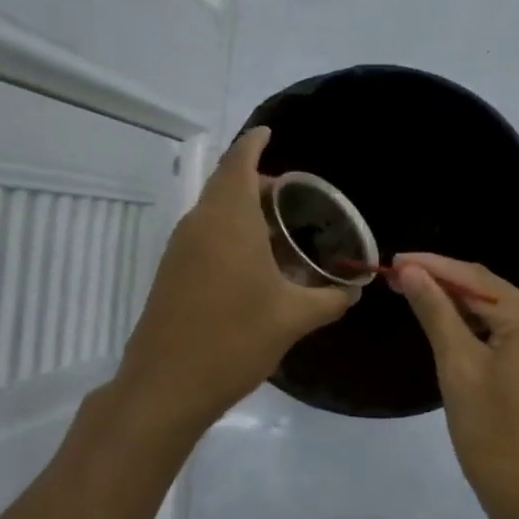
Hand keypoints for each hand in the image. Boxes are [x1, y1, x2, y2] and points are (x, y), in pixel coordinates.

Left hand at [117, 128, 353, 426]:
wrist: (166, 386)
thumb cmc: (234, 340)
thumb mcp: (293, 318)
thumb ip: (329, 299)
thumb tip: (353, 291)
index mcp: (228, 219)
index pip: (239, 162)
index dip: (255, 142)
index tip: (271, 132)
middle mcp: (200, 223)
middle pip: (227, 183)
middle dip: (258, 180)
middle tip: (295, 195)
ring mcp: (181, 248)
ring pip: (215, 210)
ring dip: (244, 208)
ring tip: (282, 228)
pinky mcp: (172, 271)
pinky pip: (206, 234)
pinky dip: (231, 231)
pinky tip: (257, 263)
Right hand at [391, 253, 518, 518]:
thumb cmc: (494, 437)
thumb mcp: (458, 370)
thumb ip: (437, 313)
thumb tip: (413, 271)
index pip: (475, 279)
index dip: (433, 266)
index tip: (394, 261)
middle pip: (492, 294)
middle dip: (447, 285)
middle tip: (400, 280)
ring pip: (505, 315)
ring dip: (464, 308)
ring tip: (421, 299)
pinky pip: (518, 335)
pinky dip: (486, 330)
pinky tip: (457, 329)